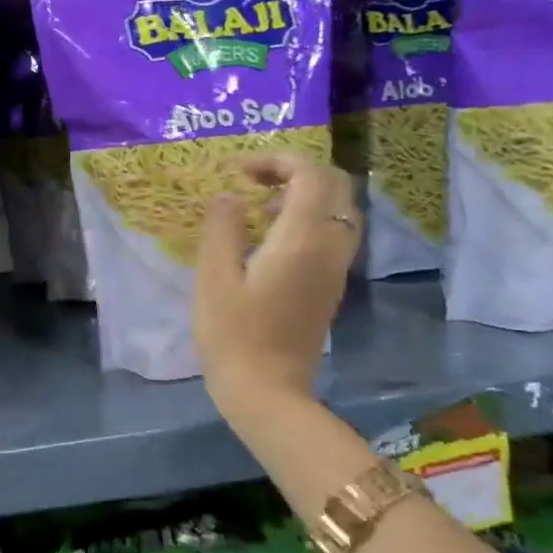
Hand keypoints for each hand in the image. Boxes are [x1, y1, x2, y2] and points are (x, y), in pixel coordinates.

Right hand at [193, 152, 357, 411]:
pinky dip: (308, 221)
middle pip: (335, 186)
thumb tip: (228, 197)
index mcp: (302, 239)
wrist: (268, 392)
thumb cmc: (233, 335)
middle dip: (296, 172)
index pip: (310, 174)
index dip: (278, 160)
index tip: (240, 172)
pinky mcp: (329, 288)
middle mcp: (329, 248)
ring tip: (260, 210)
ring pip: (339, 211)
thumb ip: (221, 230)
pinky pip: (332, 236)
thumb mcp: (214, 279)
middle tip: (254, 182)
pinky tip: (271, 242)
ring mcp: (334, 270)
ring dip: (305, 196)